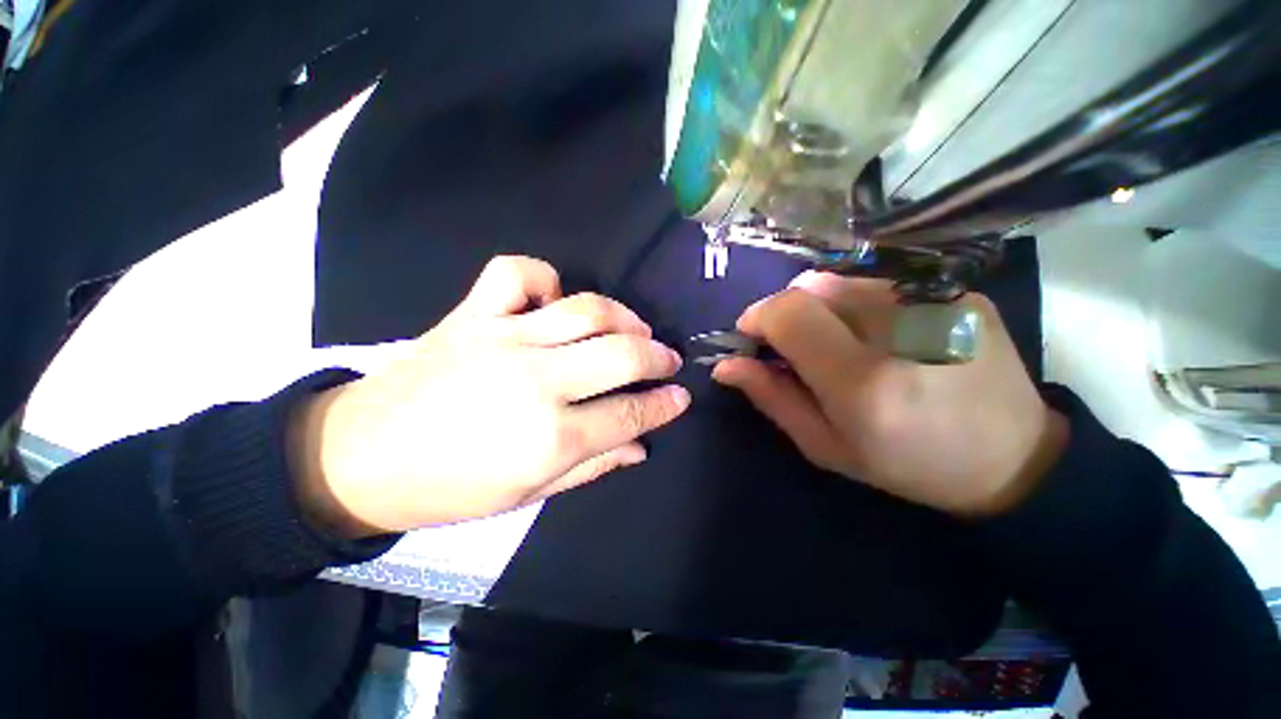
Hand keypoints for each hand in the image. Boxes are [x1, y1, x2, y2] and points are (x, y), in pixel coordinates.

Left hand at [290, 256, 691, 537]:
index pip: (630, 413)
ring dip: (624, 317)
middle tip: (668, 360)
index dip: (664, 405)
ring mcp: (503, 338)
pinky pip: (517, 273)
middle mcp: (536, 381)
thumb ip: (592, 466)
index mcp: (550, 438)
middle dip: (658, 357)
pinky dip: (545, 278)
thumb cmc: (448, 488)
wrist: (357, 458)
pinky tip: (555, 300)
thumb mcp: (528, 495)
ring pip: (586, 309)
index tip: (681, 397)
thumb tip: (641, 445)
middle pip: (621, 355)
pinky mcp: (472, 314)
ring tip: (635, 329)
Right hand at [712, 273, 1067, 517]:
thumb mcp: (826, 446)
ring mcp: (937, 303)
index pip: (789, 314)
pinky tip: (879, 335)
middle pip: (811, 288)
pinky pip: (879, 285)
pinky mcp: (959, 293)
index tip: (751, 338)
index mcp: (863, 382)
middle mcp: (900, 331)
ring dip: (821, 308)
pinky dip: (858, 305)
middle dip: (786, 313)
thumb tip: (726, 365)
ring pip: (841, 282)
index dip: (758, 317)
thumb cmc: (907, 465)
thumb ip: (772, 398)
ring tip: (839, 342)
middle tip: (795, 346)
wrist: (1013, 459)